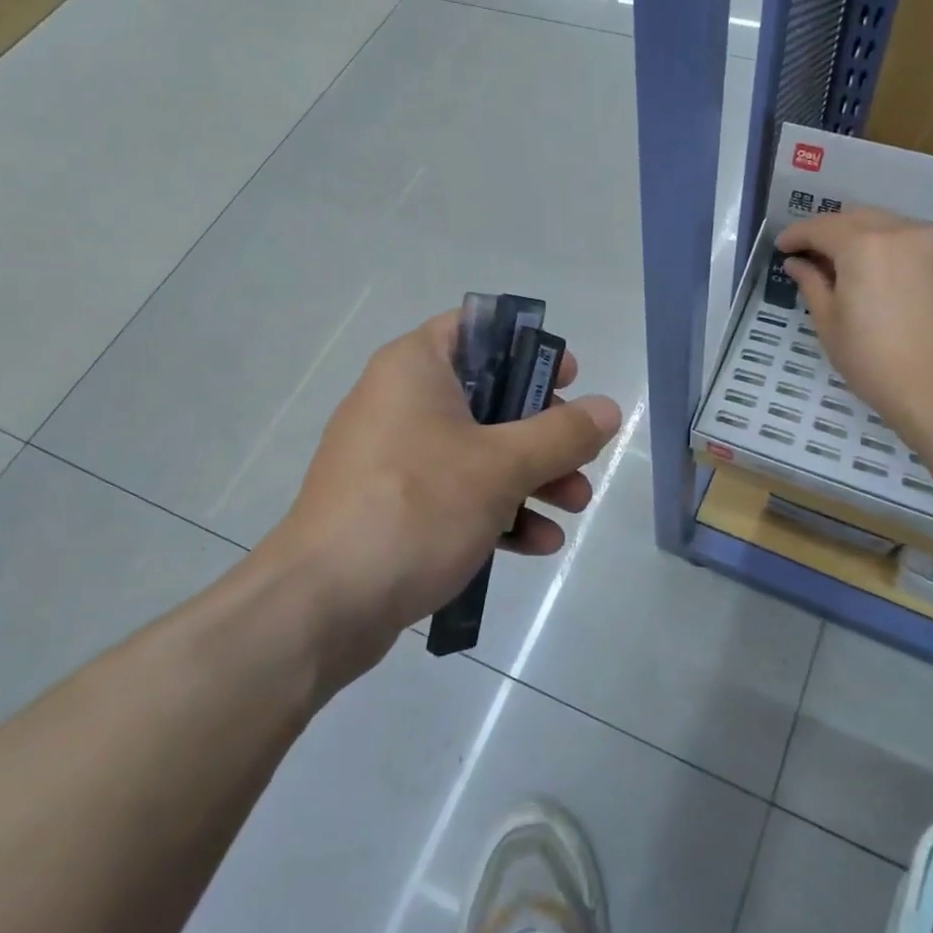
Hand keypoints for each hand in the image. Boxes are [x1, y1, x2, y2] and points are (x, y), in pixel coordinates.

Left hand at [260, 310, 620, 677]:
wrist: (324, 603)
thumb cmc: (416, 508)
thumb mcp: (501, 467)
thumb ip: (561, 434)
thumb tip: (608, 408)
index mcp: (415, 368)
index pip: (477, 329)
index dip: (529, 348)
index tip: (569, 378)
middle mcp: (398, 401)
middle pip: (487, 395)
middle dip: (542, 431)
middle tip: (581, 455)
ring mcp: (392, 457)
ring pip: (476, 450)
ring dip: (530, 476)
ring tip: (574, 506)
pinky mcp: (390, 506)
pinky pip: (453, 492)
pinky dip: (495, 509)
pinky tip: (536, 544)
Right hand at [776, 206, 932, 440]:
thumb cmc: (872, 360)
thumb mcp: (829, 323)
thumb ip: (811, 284)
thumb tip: (797, 263)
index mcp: (862, 244)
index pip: (820, 227)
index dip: (796, 235)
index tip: (780, 248)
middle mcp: (896, 232)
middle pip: (852, 217)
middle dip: (825, 231)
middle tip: (805, 255)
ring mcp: (925, 244)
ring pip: (880, 223)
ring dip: (853, 235)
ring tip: (834, 264)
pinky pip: (901, 239)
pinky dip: (878, 245)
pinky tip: (865, 271)